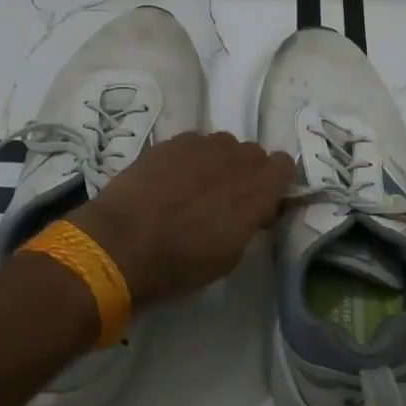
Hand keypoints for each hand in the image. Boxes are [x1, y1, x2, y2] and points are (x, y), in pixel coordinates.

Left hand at [70, 133, 294, 305]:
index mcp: (256, 191)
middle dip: (247, 172)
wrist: (120, 244)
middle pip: (254, 153)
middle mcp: (235, 160)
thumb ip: (249, 222)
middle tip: (227, 197)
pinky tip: (171, 178)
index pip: (285, 165)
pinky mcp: (172, 141)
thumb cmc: (178, 264)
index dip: (275, 182)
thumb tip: (254, 210)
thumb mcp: (228, 256)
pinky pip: (194, 143)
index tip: (262, 201)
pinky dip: (190, 157)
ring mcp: (202, 145)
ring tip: (196, 185)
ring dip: (219, 161)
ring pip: (224, 144)